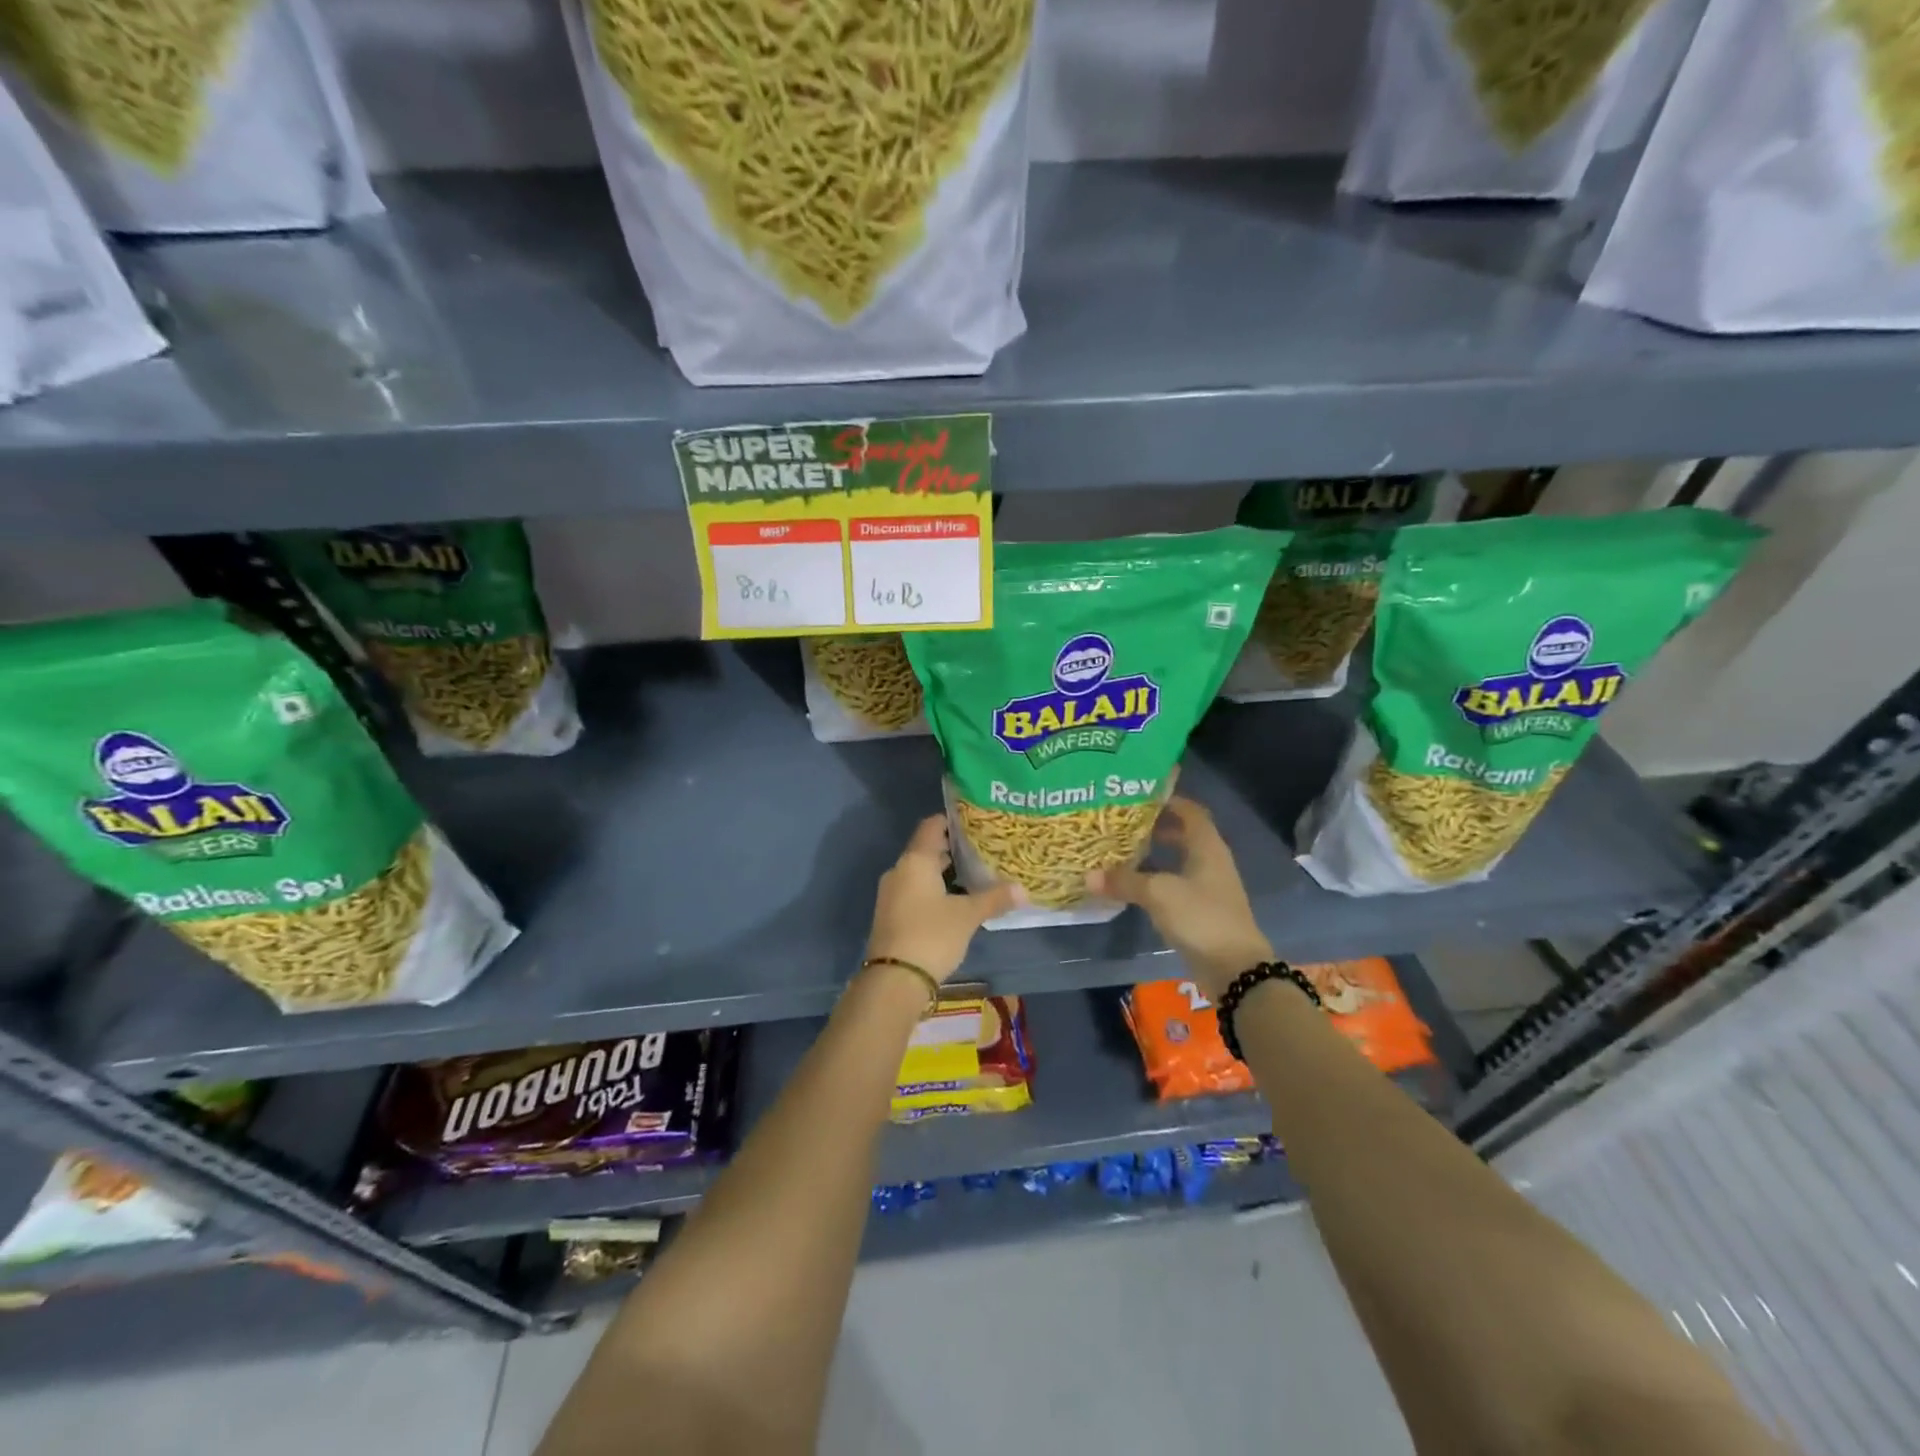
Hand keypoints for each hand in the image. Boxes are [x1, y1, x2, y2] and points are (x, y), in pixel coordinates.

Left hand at [865, 816, 1020, 985]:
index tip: (974, 822)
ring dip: (943, 873)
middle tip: (982, 850)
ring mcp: (892, 893)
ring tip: (974, 875)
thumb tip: (1023, 890)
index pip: (931, 827)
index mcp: (915, 861)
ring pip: (920, 873)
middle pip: (926, 850)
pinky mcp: (891, 914)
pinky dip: (933, 890)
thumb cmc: (932, 935)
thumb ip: (994, 899)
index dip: (951, 821)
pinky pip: (914, 891)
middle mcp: (899, 870)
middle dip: (952, 849)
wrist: (894, 980)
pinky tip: (955, 901)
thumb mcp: (968, 916)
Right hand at [1088, 796, 1272, 997]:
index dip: (1168, 800)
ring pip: (1180, 860)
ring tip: (1123, 851)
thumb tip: (1089, 875)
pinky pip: (1177, 885)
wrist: (1235, 970)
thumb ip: (1124, 881)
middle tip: (1123, 823)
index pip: (1190, 811)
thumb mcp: (1159, 894)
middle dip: (1156, 827)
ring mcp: (1209, 887)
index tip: (1139, 796)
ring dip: (1156, 854)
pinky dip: (1157, 880)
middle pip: (1184, 834)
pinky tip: (1135, 885)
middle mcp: (1211, 861)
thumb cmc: (1201, 917)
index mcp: (1207, 846)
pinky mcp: (1202, 910)